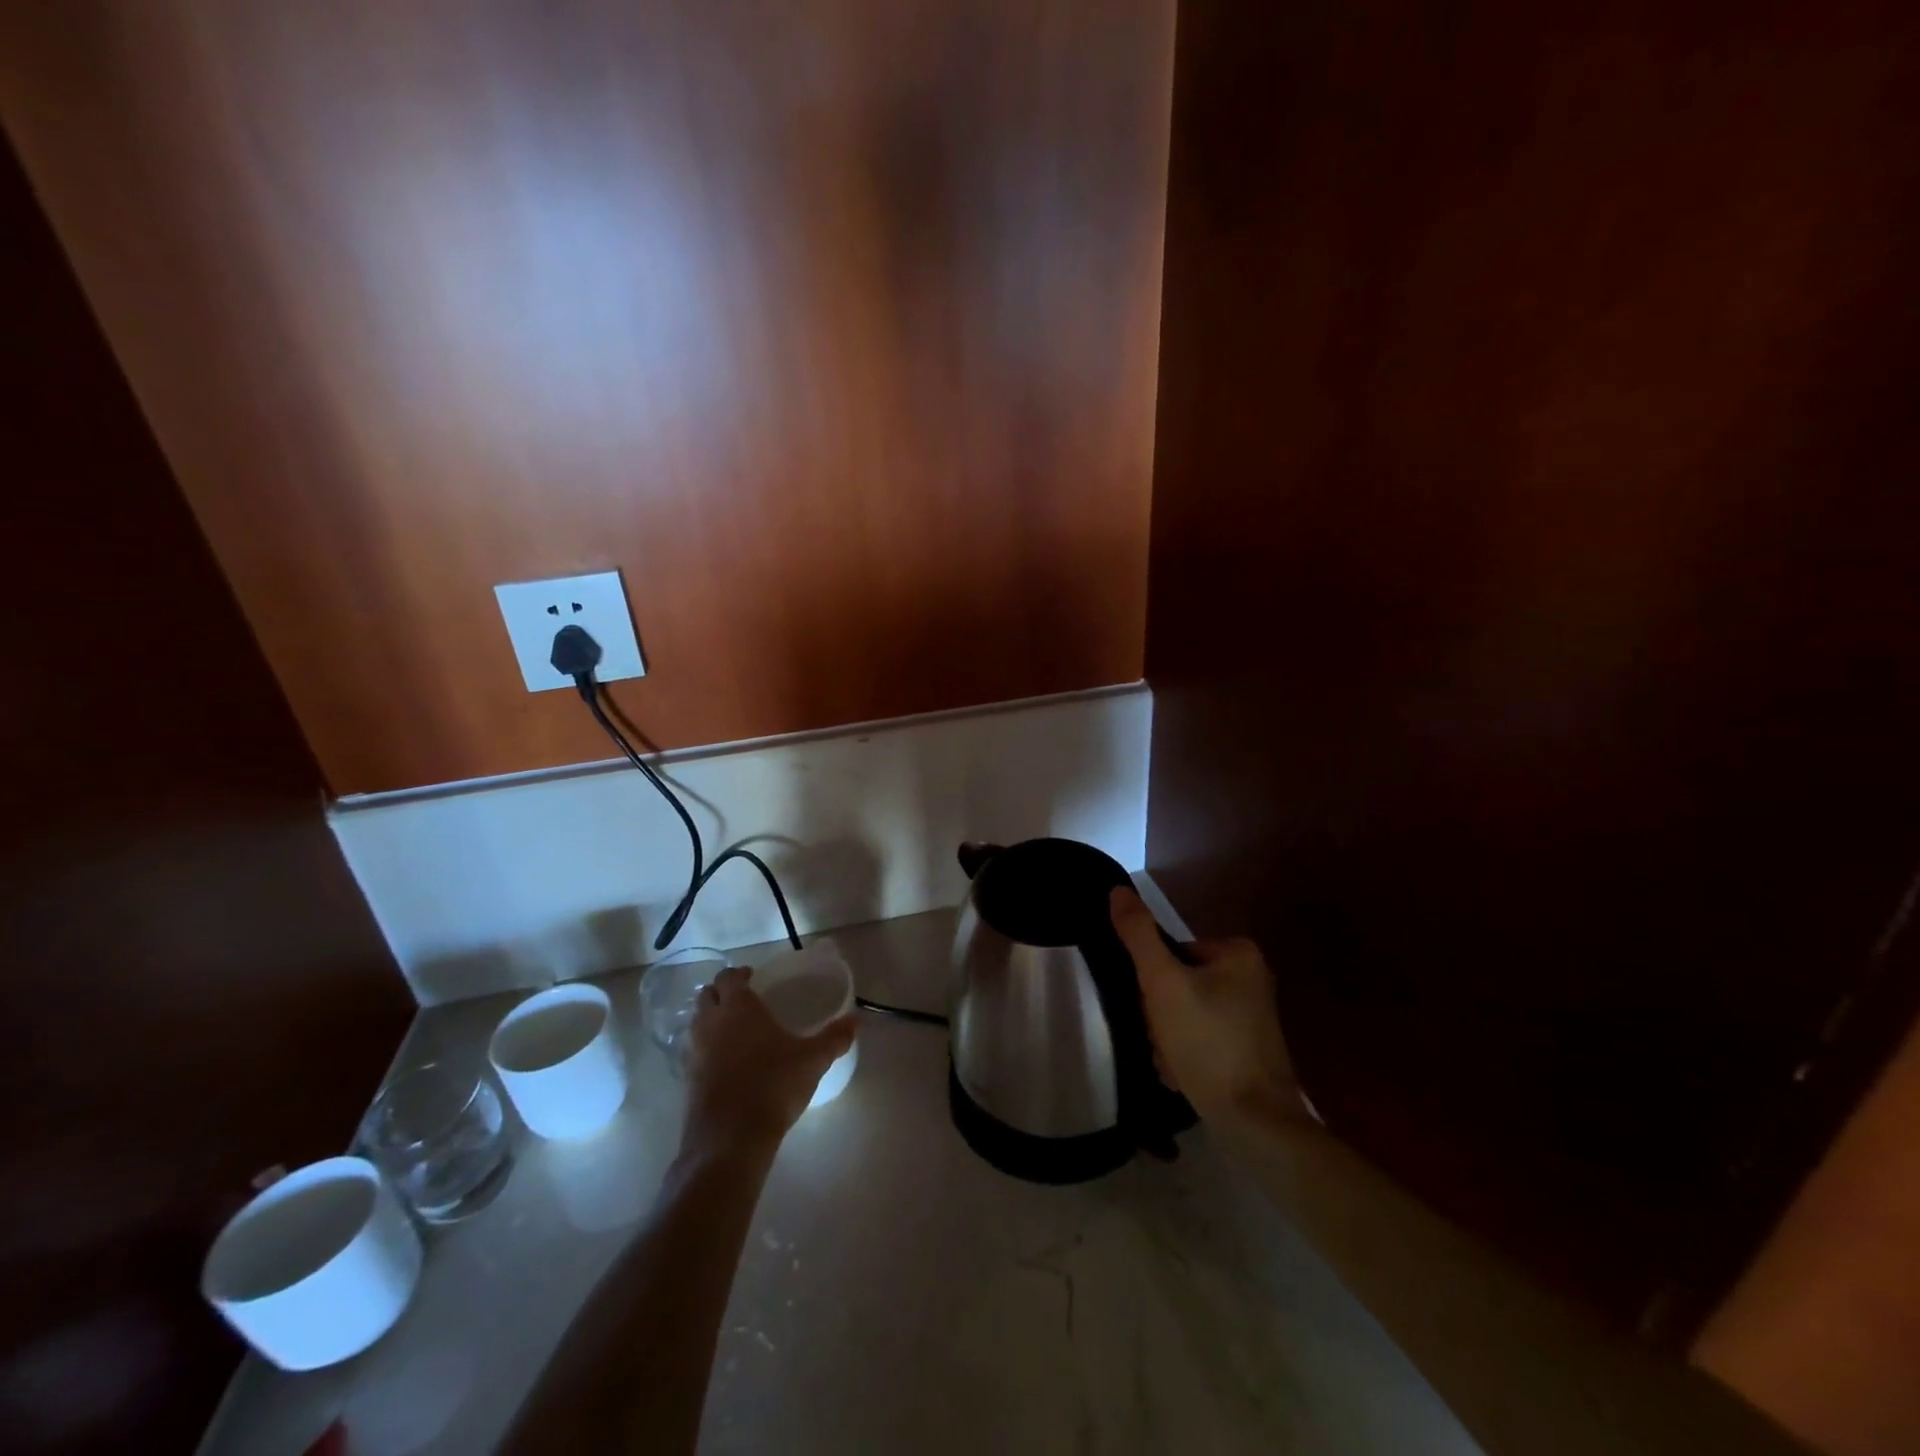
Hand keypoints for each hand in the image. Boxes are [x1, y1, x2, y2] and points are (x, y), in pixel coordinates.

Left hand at [681, 967, 855, 1159]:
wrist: (730, 1140)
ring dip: (711, 1019)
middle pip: (706, 995)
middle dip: (721, 993)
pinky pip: (694, 1052)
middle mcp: (711, 1023)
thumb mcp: (813, 1060)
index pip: (728, 977)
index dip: (739, 974)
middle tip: (744, 1000)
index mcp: (738, 1008)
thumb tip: (858, 1021)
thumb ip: (835, 1038)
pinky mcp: (687, 1080)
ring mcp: (695, 1052)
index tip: (753, 978)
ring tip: (735, 1030)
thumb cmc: (773, 1086)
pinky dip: (706, 1048)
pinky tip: (727, 1063)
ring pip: (696, 1023)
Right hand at [1109, 888, 1305, 1130]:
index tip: (1153, 1013)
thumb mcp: (1163, 983)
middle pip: (1177, 984)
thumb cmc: (1208, 1043)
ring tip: (1172, 1066)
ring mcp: (1251, 1017)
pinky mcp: (1248, 1049)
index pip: (1170, 954)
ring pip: (1184, 1014)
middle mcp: (1250, 978)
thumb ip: (1138, 935)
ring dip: (1167, 1040)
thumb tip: (1118, 890)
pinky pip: (1201, 1039)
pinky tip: (1182, 1078)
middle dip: (1159, 1018)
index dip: (1152, 984)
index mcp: (1238, 953)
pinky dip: (1185, 1056)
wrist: (1256, 1124)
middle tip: (1162, 1043)